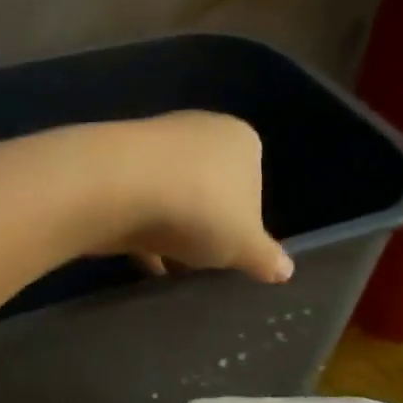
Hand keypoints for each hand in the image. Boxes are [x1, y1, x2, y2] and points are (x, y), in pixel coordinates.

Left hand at [95, 113, 292, 283]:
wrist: (116, 187)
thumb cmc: (199, 210)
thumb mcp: (244, 244)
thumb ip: (266, 258)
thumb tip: (286, 271)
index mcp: (241, 140)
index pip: (253, 183)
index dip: (244, 223)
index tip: (231, 252)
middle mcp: (200, 131)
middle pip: (210, 190)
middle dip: (204, 228)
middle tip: (199, 263)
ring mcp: (154, 145)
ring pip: (172, 198)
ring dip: (171, 233)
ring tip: (168, 270)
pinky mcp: (116, 164)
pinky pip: (138, 204)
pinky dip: (141, 231)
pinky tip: (140, 262)